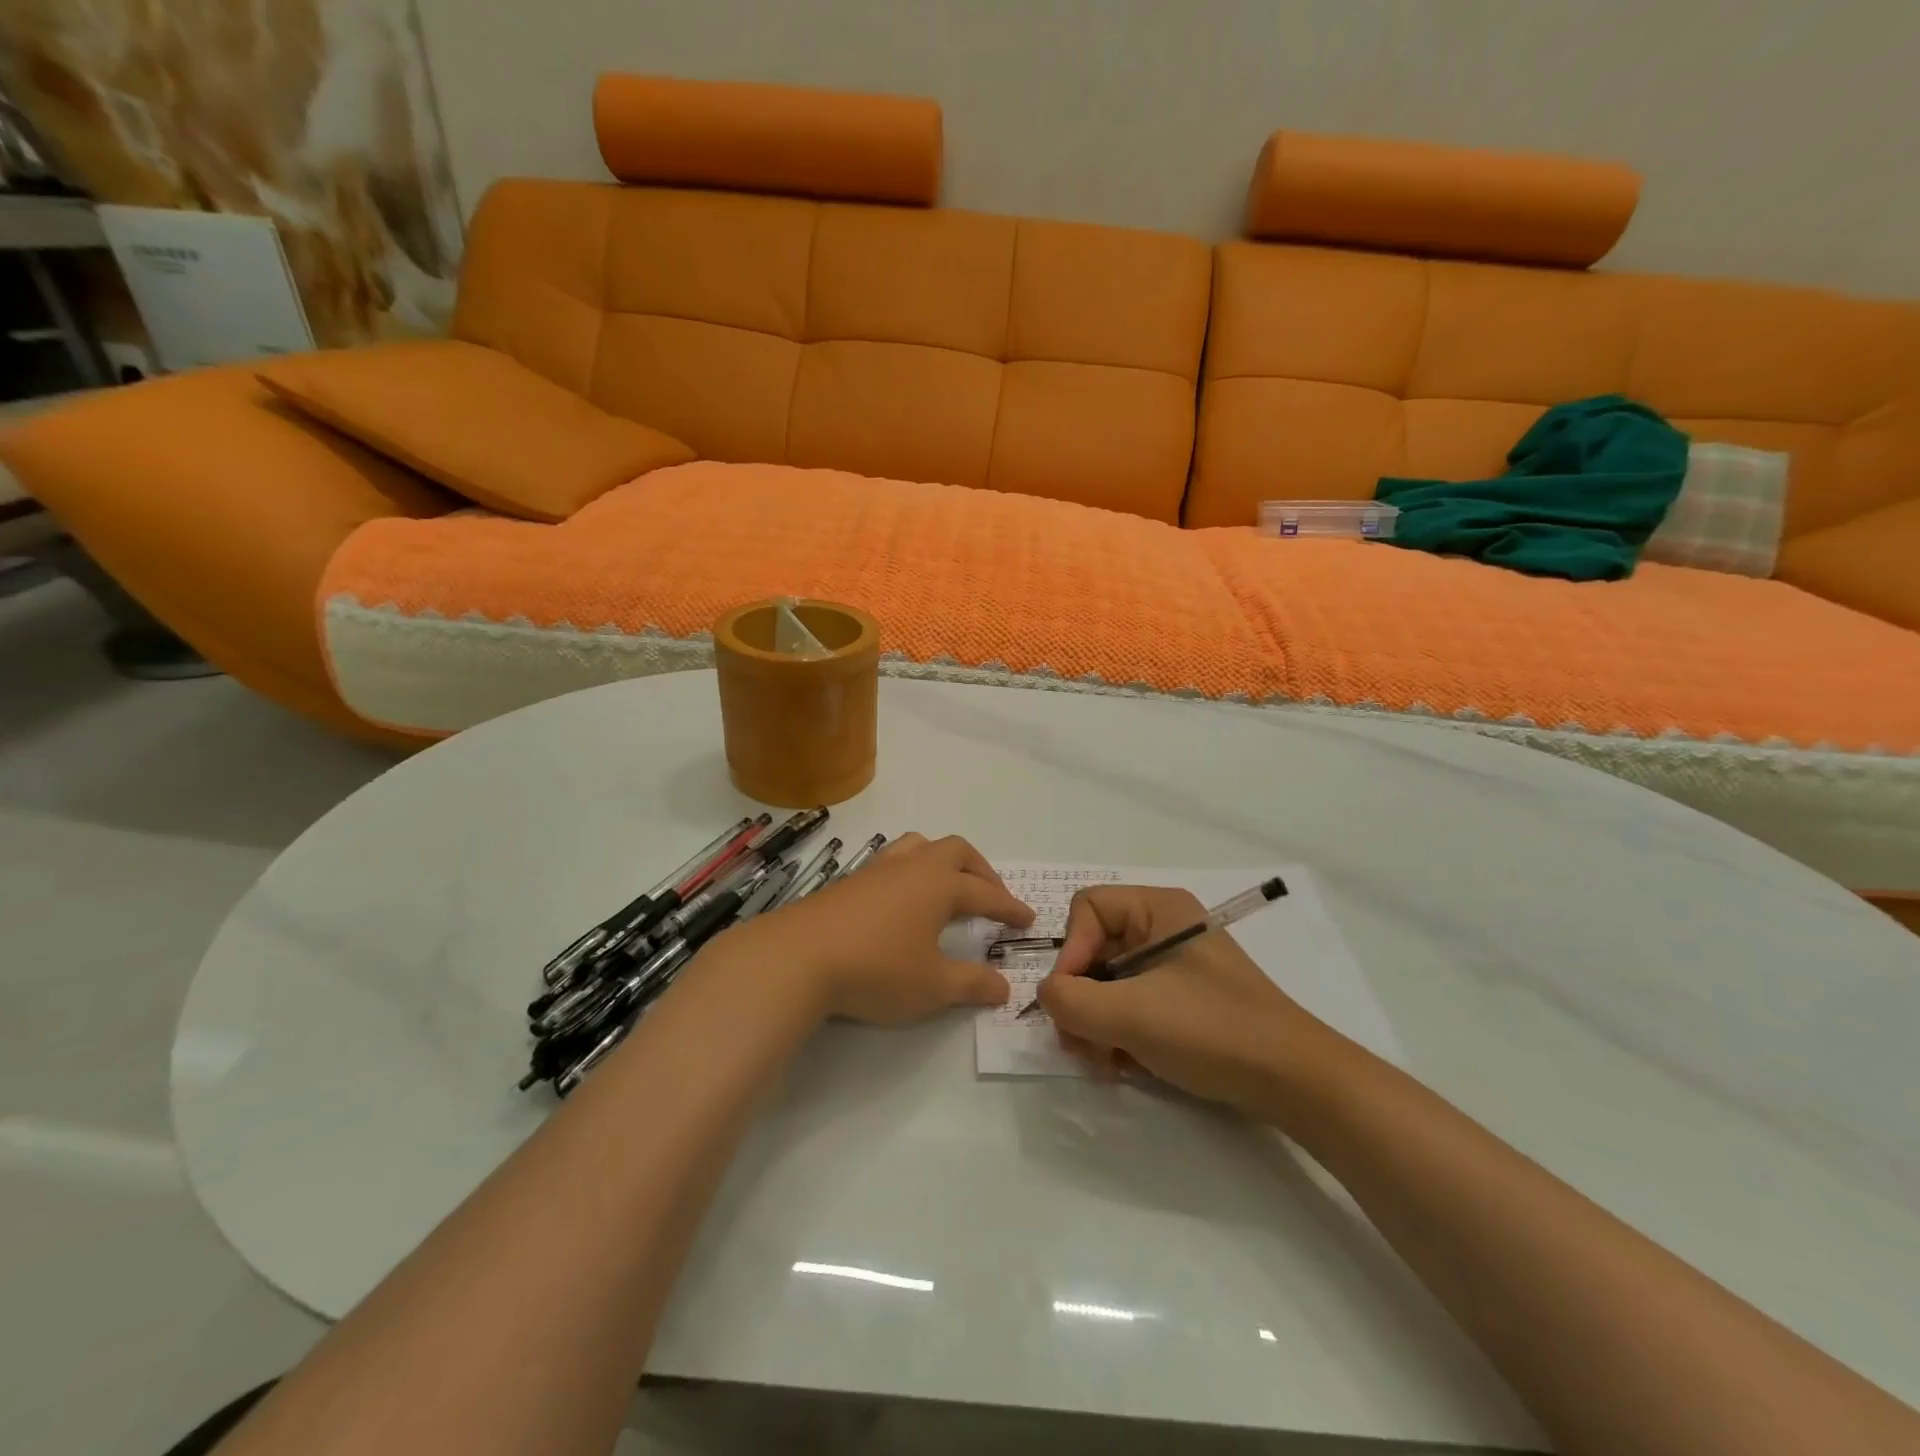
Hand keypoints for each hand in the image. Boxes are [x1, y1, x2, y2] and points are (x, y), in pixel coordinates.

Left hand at [730, 833, 1033, 1025]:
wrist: (798, 957)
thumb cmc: (876, 968)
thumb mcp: (932, 986)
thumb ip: (972, 984)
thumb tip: (1005, 988)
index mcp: (939, 885)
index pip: (986, 893)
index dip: (1009, 907)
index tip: (1027, 920)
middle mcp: (912, 867)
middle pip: (956, 851)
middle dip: (980, 871)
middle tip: (991, 896)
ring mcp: (877, 870)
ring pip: (919, 846)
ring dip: (942, 862)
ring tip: (947, 887)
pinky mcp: (849, 882)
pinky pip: (892, 863)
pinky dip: (911, 873)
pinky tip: (902, 902)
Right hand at [1036, 885, 1332, 1115]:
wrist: (1296, 1082)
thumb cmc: (1211, 1030)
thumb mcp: (1131, 1013)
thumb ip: (1071, 1000)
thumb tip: (1048, 995)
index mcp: (1158, 908)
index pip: (1086, 910)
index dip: (1069, 952)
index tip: (1071, 1001)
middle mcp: (1163, 929)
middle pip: (1093, 950)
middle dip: (1080, 1000)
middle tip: (1081, 1047)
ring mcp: (1174, 967)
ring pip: (1108, 984)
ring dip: (1096, 1025)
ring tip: (1105, 1064)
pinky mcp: (1183, 1002)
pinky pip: (1132, 1006)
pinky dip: (1120, 1035)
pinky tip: (1126, 1067)